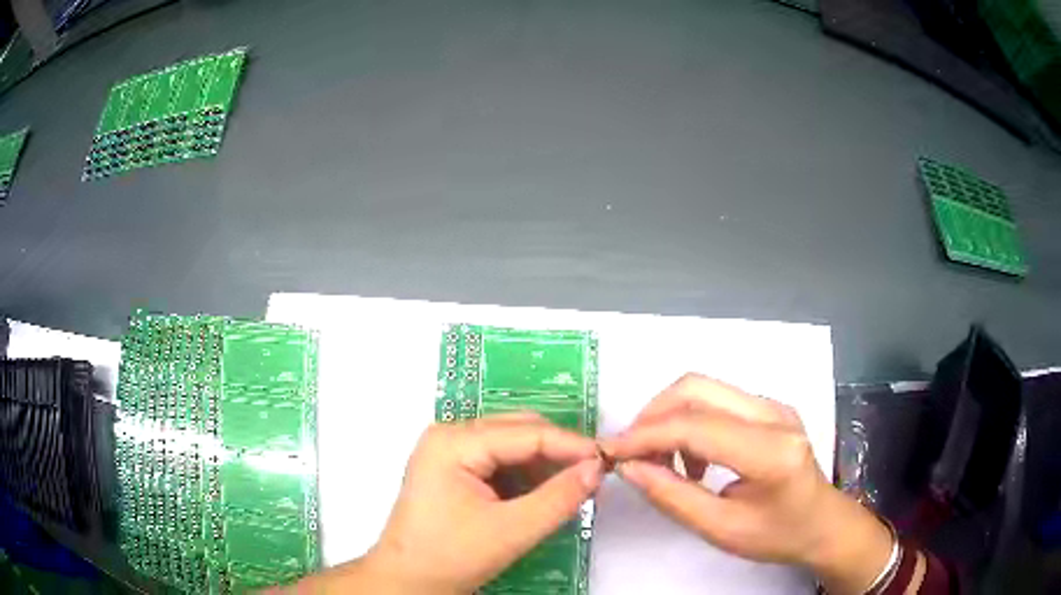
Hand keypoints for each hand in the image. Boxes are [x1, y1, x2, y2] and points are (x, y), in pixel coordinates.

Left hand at [336, 413, 602, 593]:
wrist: (407, 581)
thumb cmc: (450, 557)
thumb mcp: (511, 531)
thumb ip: (559, 498)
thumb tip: (596, 468)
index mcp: (455, 442)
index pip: (527, 433)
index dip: (571, 445)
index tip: (607, 461)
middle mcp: (449, 435)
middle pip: (518, 432)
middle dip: (558, 453)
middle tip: (593, 476)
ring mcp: (448, 452)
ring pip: (511, 446)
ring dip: (543, 465)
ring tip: (573, 487)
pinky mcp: (452, 470)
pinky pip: (498, 462)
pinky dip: (525, 476)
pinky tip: (544, 494)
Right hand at [602, 374, 893, 594]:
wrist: (823, 523)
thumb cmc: (778, 535)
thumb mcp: (722, 530)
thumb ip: (673, 497)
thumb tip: (630, 467)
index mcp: (771, 452)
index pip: (696, 426)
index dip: (645, 435)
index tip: (609, 451)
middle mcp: (774, 414)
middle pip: (697, 388)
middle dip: (653, 415)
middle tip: (632, 453)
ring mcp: (774, 405)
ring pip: (704, 388)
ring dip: (670, 418)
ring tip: (663, 462)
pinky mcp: (770, 407)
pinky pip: (718, 400)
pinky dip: (690, 421)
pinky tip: (693, 459)